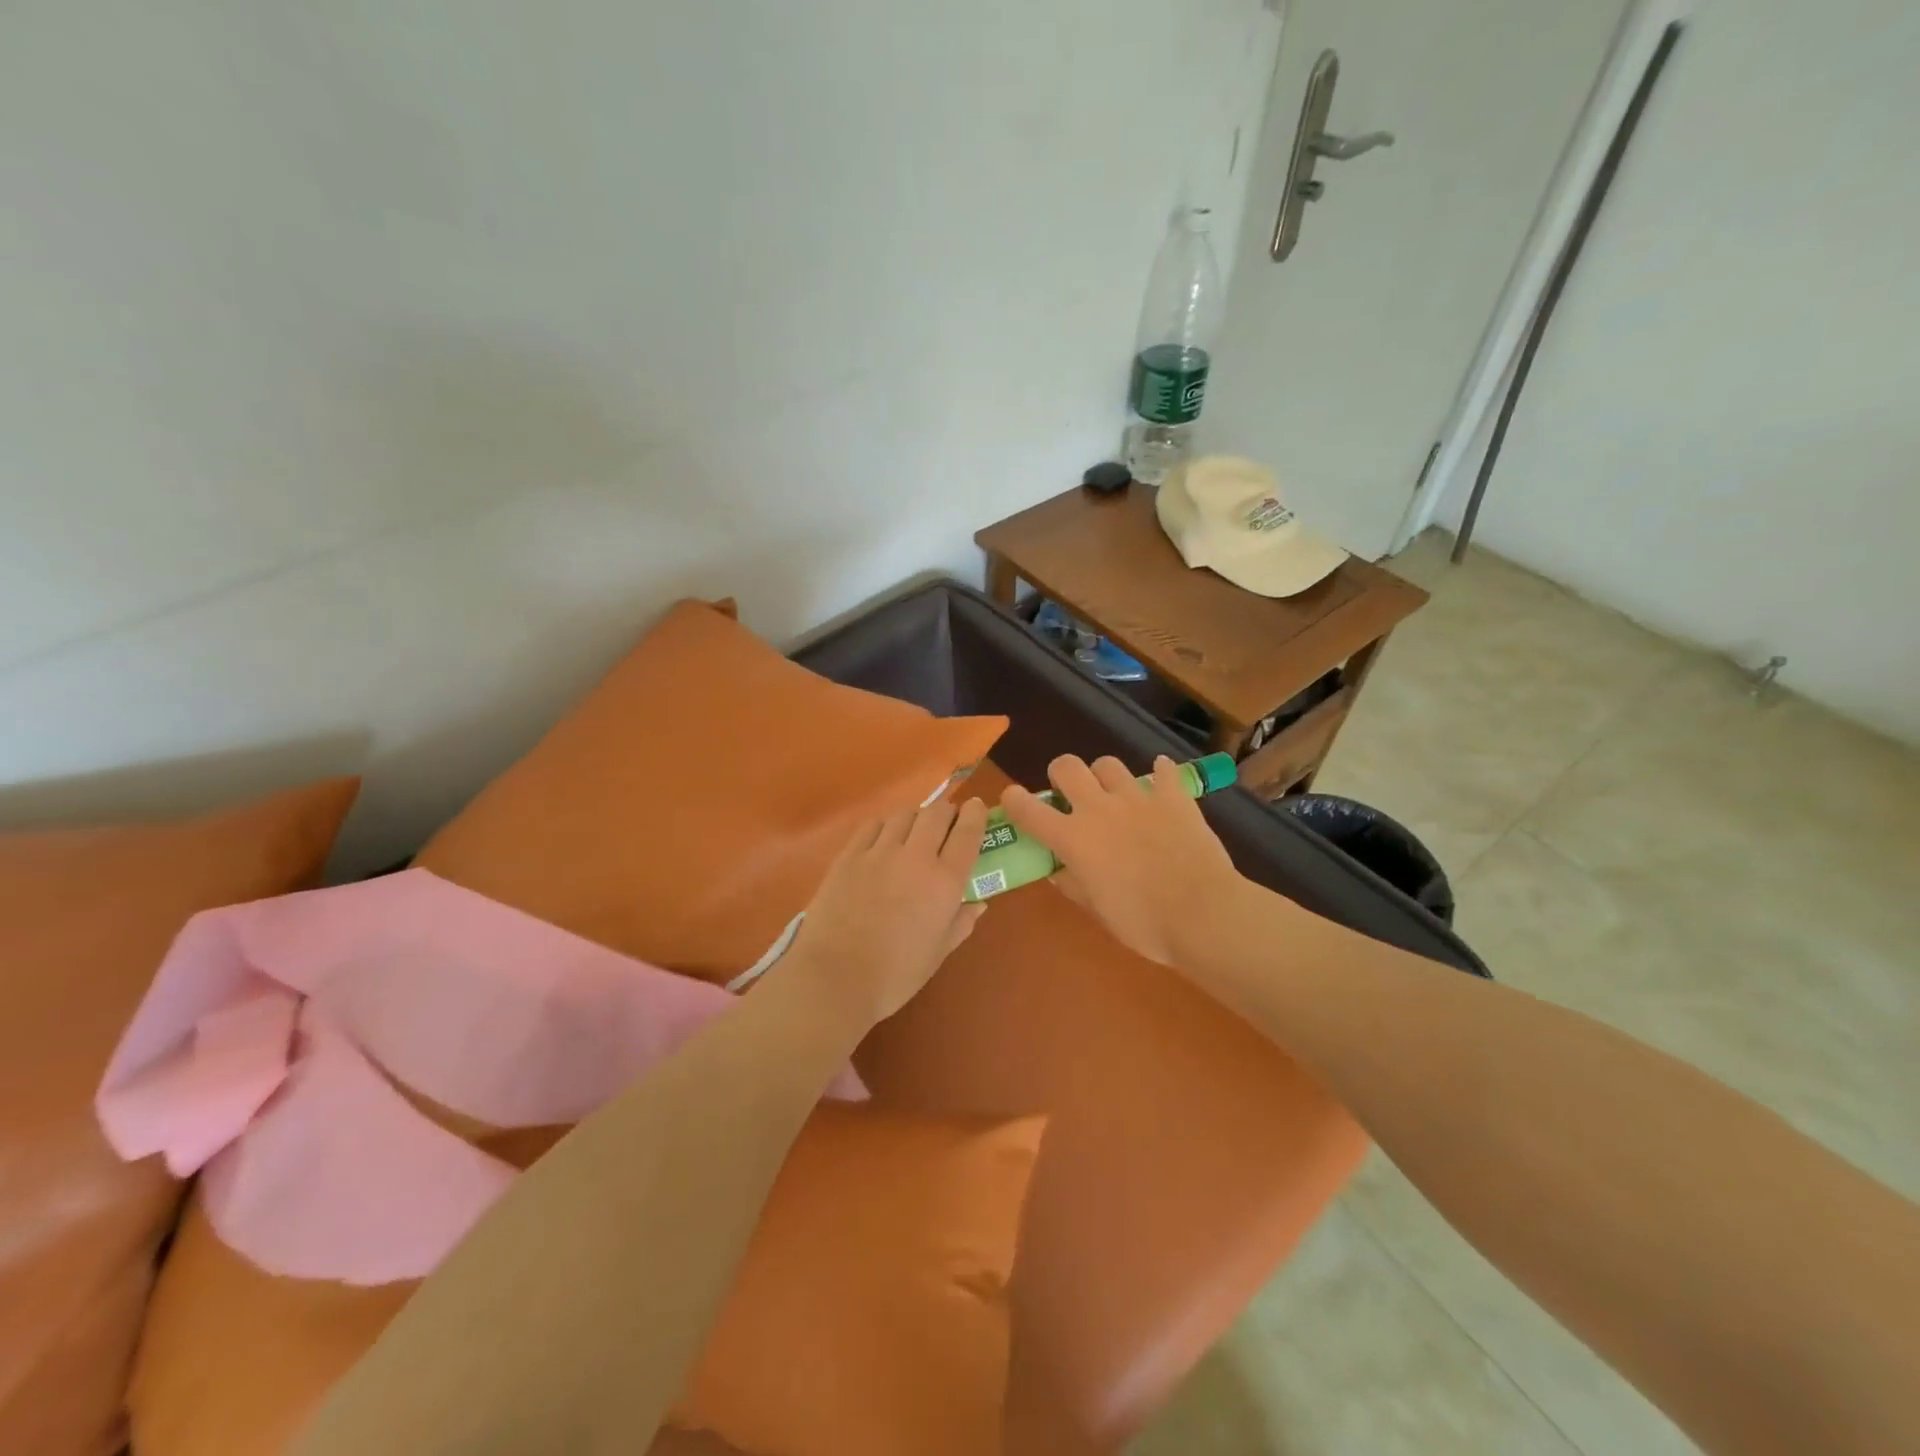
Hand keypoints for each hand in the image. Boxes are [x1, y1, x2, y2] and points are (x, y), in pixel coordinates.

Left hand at [782, 799, 990, 1028]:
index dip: (976, 815)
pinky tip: (883, 840)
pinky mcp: (849, 855)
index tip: (977, 807)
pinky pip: (873, 825)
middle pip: (937, 813)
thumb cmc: (895, 974)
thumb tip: (978, 903)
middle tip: (947, 824)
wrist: (835, 978)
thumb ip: (961, 923)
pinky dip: (886, 826)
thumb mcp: (938, 953)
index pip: (968, 833)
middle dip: (947, 812)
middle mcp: (915, 857)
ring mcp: (878, 852)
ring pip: (905, 814)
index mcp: (944, 882)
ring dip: (916, 818)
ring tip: (914, 833)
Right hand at [1000, 755, 1244, 965]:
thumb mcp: (1098, 910)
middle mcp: (1099, 809)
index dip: (1013, 800)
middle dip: (1061, 775)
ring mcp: (1138, 798)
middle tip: (1071, 795)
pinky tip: (1161, 782)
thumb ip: (1073, 885)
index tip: (1013, 801)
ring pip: (1109, 764)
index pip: (1028, 809)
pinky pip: (1163, 772)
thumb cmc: (1143, 922)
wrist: (1203, 914)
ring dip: (1105, 776)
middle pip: (1066, 767)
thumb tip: (1058, 872)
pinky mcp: (1174, 797)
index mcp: (1073, 839)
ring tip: (1115, 794)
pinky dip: (1160, 774)